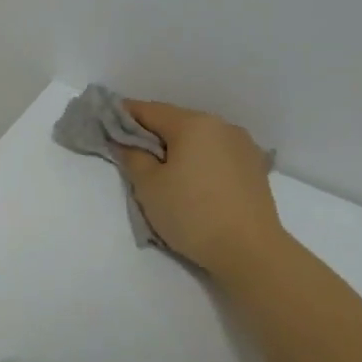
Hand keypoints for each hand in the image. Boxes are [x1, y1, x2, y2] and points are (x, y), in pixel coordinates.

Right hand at [118, 100, 284, 274]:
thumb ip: (132, 156)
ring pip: (199, 137)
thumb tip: (125, 142)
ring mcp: (243, 145)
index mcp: (193, 124)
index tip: (106, 125)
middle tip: (131, 152)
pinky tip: (193, 179)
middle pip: (176, 121)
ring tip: (163, 170)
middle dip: (152, 133)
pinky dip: (200, 159)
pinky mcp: (255, 167)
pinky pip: (217, 153)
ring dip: (178, 147)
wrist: (250, 251)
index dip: (124, 115)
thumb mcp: (149, 186)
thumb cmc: (192, 214)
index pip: (149, 110)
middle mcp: (221, 126)